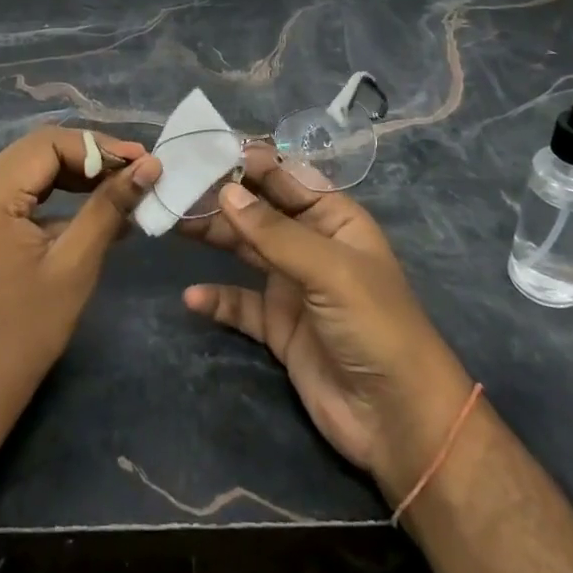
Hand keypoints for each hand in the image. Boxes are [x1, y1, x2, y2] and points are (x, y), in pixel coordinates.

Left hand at [0, 128, 159, 436]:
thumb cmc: (25, 332)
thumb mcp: (75, 265)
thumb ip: (110, 207)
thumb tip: (151, 165)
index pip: (48, 144)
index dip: (99, 147)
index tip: (143, 161)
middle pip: (39, 150)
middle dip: (91, 156)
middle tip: (138, 171)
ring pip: (32, 167)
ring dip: (77, 173)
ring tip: (123, 186)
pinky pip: (23, 191)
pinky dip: (58, 194)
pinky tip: (94, 208)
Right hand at [179, 162, 474, 501]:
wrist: (398, 420)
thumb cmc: (374, 325)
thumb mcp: (329, 270)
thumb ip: (274, 232)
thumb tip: (225, 192)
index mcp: (335, 219)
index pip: (288, 179)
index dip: (251, 164)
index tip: (208, 153)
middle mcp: (311, 245)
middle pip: (260, 212)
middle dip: (223, 198)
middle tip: (178, 186)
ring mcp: (293, 286)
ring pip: (245, 250)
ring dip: (214, 237)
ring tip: (174, 225)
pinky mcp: (278, 327)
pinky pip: (240, 304)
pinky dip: (217, 299)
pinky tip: (192, 298)